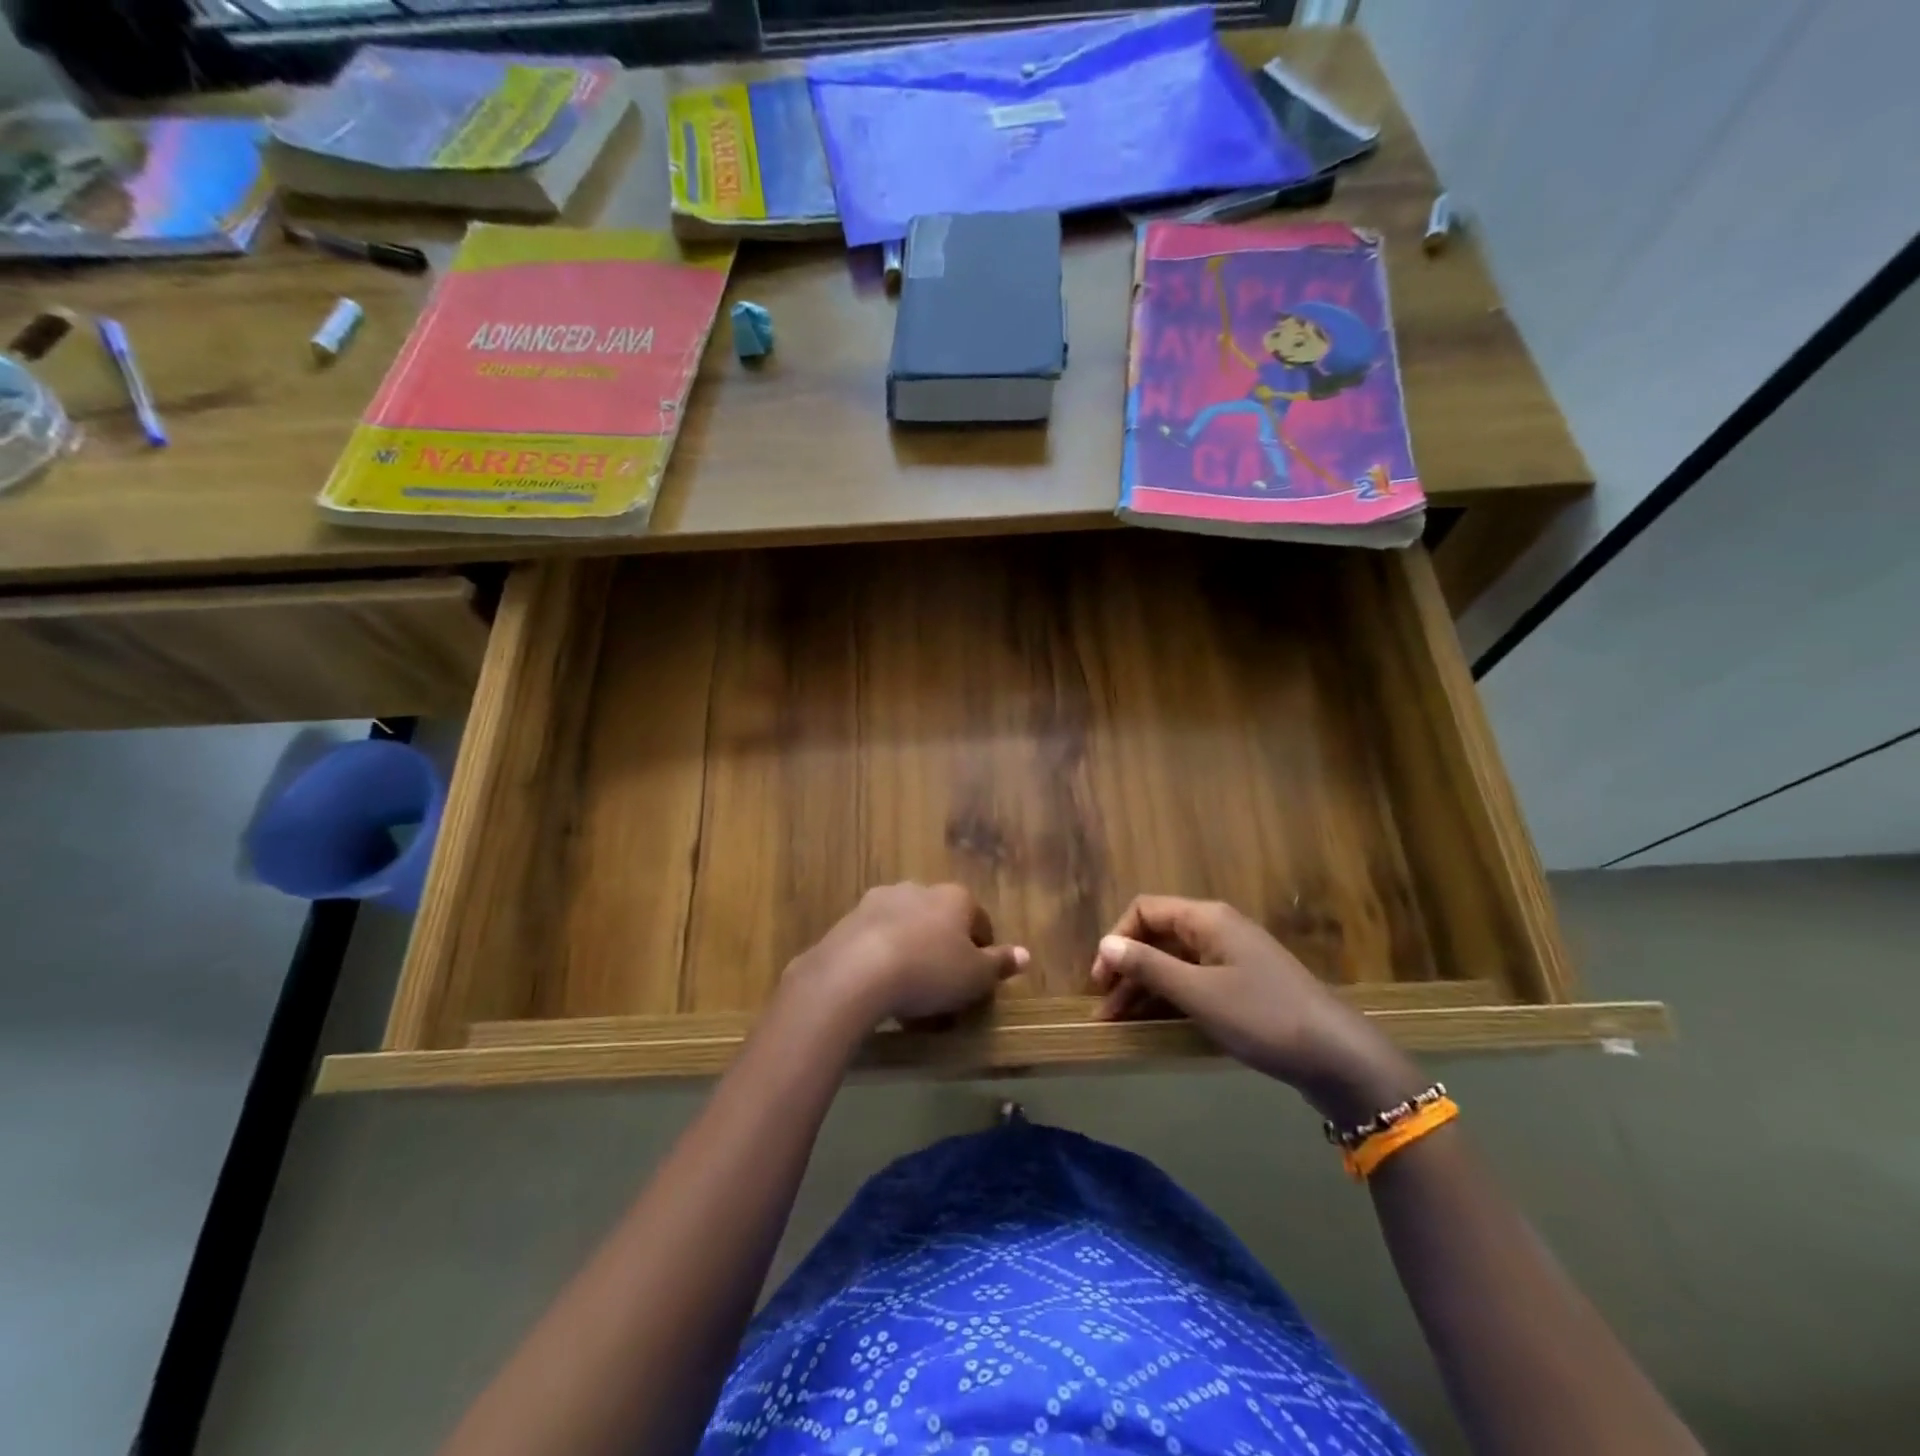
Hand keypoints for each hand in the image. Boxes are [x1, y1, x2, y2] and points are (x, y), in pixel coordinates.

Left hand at [787, 883, 1028, 1027]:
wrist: (856, 972)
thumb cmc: (929, 971)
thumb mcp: (975, 976)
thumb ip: (1000, 964)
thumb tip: (1025, 954)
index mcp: (954, 897)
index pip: (979, 920)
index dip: (982, 950)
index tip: (977, 979)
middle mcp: (918, 889)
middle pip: (939, 920)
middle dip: (942, 947)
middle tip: (942, 986)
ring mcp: (880, 901)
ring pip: (905, 926)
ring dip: (910, 949)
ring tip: (908, 991)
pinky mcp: (849, 919)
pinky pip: (875, 939)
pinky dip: (881, 957)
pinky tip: (879, 987)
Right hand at [1091, 896, 1424, 1122]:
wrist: (1337, 1056)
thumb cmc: (1262, 1017)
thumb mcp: (1198, 994)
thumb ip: (1149, 967)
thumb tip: (1105, 944)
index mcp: (1206, 919)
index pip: (1144, 910)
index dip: (1116, 940)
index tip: (1101, 980)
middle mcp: (1217, 929)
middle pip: (1157, 937)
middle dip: (1127, 969)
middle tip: (1105, 1011)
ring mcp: (1232, 957)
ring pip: (1174, 963)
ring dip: (1145, 988)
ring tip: (1121, 1024)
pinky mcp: (1242, 985)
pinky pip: (1194, 981)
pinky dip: (1170, 998)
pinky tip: (1155, 1023)